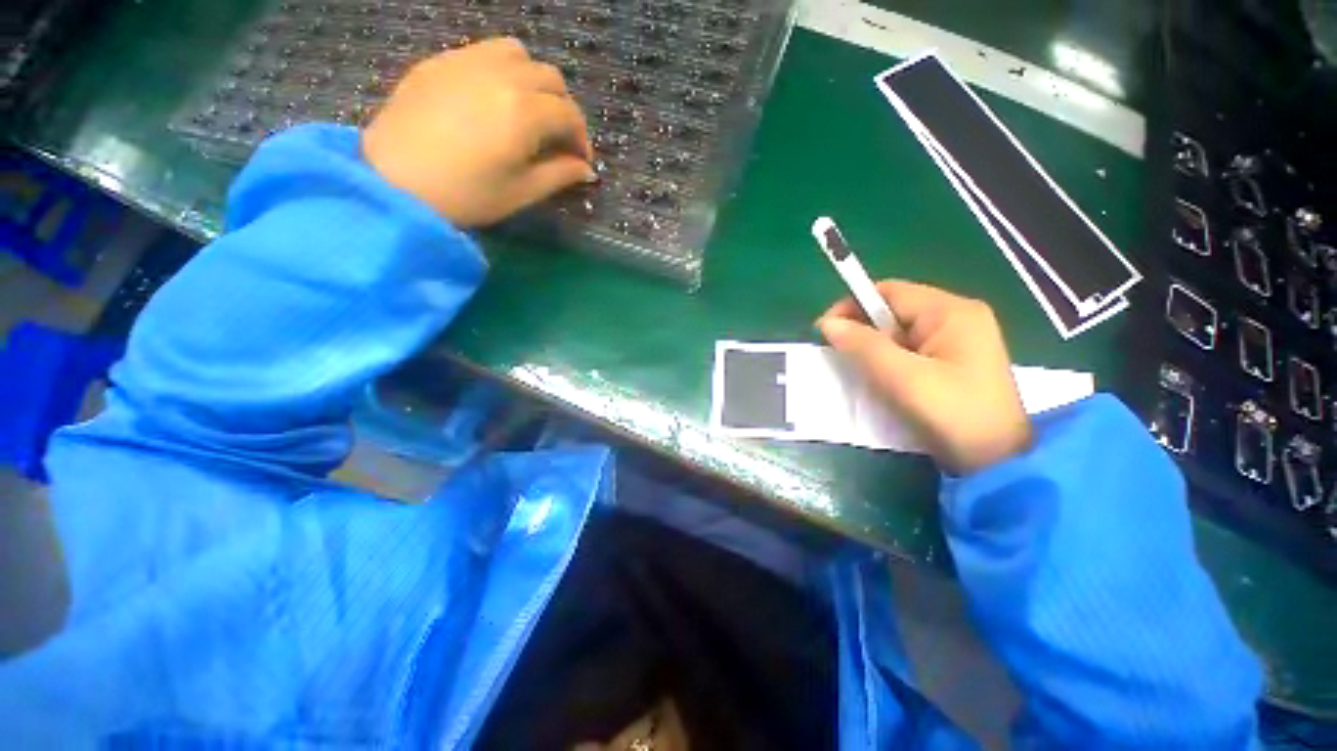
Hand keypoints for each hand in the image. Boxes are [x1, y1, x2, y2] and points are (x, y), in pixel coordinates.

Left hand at [362, 38, 594, 227]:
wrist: (393, 182)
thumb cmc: (466, 195)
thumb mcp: (521, 192)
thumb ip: (560, 175)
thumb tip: (587, 170)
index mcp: (524, 111)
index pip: (569, 114)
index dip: (582, 139)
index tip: (580, 161)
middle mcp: (501, 75)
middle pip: (550, 77)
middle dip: (563, 107)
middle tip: (558, 138)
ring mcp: (466, 61)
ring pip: (518, 53)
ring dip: (533, 79)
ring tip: (527, 109)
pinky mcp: (439, 61)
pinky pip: (482, 51)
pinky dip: (501, 70)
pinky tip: (491, 98)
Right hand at [817, 281, 1032, 474]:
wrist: (998, 463)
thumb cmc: (953, 415)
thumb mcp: (902, 378)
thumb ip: (863, 345)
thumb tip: (827, 323)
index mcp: (951, 312)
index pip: (889, 291)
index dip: (852, 306)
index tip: (825, 331)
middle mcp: (957, 318)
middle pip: (894, 310)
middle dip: (863, 330)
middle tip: (841, 357)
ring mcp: (959, 340)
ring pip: (899, 333)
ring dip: (874, 348)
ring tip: (860, 371)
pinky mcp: (954, 361)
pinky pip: (910, 350)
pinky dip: (888, 360)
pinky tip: (881, 379)